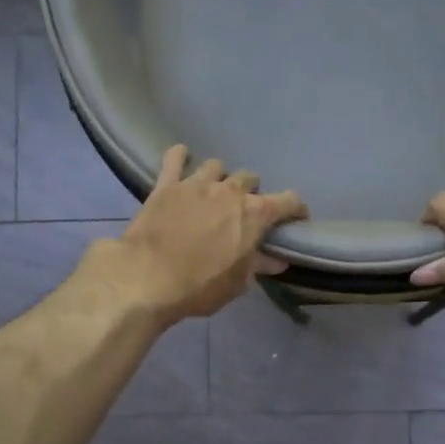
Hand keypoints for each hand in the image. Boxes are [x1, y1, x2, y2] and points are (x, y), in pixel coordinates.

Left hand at [105, 145, 308, 324]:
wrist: (147, 277)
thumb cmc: (200, 286)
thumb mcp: (237, 283)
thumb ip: (258, 266)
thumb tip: (276, 260)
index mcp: (254, 214)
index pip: (289, 201)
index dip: (296, 209)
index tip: (297, 219)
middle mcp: (230, 191)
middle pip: (250, 179)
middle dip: (252, 193)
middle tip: (244, 212)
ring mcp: (196, 183)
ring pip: (216, 166)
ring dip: (219, 178)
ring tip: (213, 192)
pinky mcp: (166, 185)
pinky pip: (174, 159)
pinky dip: (180, 157)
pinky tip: (181, 159)